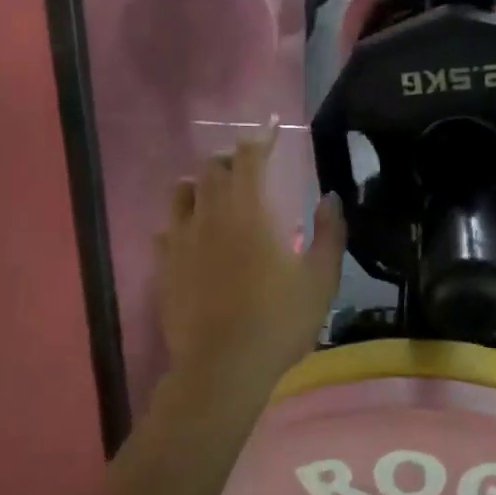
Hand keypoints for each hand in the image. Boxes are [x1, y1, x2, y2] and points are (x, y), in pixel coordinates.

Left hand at [156, 127, 344, 396]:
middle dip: (232, 158)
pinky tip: (191, 232)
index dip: (262, 136)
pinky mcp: (165, 266)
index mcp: (249, 210)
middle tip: (249, 164)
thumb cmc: (278, 321)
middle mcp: (211, 214)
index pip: (251, 156)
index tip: (272, 125)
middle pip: (213, 168)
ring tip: (216, 190)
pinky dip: (181, 219)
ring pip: (184, 192)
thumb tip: (330, 198)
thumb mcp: (321, 279)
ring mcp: (182, 239)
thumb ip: (330, 233)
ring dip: (202, 183)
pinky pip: (167, 228)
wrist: (222, 368)